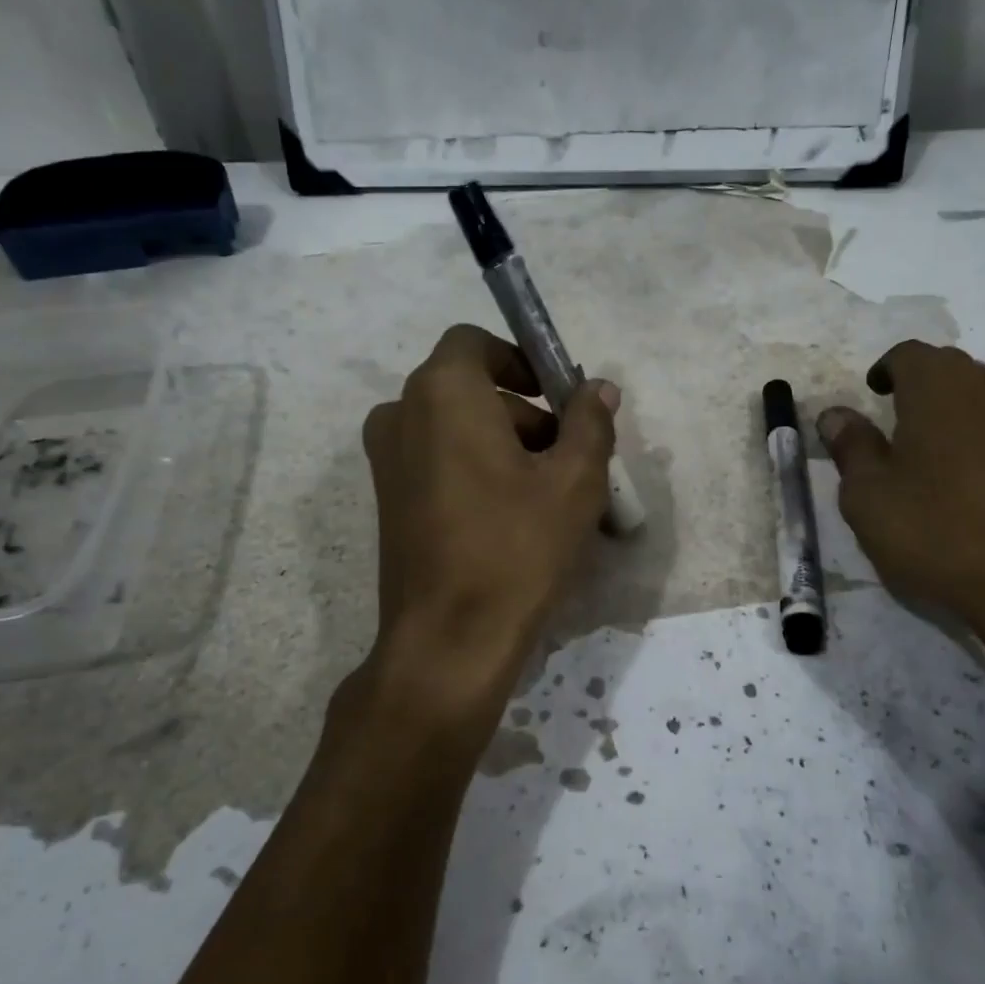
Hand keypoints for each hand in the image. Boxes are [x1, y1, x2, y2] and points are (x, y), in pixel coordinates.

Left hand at [354, 325, 617, 728]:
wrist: (448, 640)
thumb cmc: (516, 547)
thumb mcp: (574, 481)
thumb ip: (590, 422)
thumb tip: (598, 388)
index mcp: (442, 393)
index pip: (476, 342)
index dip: (522, 360)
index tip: (558, 398)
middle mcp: (401, 414)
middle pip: (470, 388)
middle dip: (523, 412)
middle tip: (569, 457)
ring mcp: (386, 460)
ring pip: (456, 428)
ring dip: (504, 444)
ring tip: (550, 495)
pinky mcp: (388, 500)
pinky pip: (438, 461)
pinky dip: (476, 469)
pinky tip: (514, 517)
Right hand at [818, 341, 984, 671]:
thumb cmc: (939, 536)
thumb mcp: (868, 499)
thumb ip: (851, 448)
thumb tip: (836, 415)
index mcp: (944, 388)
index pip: (910, 355)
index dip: (889, 371)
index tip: (878, 396)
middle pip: (964, 376)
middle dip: (937, 398)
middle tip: (917, 441)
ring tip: (970, 472)